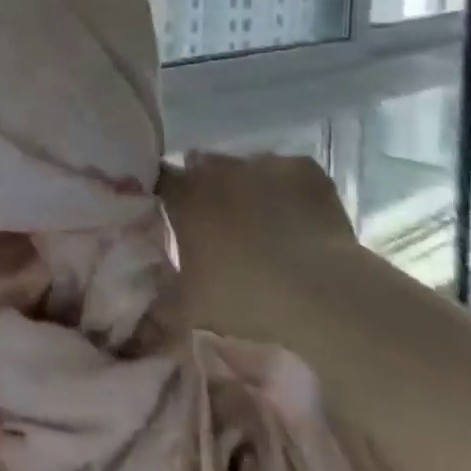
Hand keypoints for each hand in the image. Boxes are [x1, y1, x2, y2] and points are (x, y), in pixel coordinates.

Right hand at [159, 151, 357, 330]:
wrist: (324, 294)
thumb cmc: (248, 297)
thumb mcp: (192, 308)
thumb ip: (162, 296)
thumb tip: (146, 295)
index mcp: (185, 195)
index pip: (162, 180)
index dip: (167, 195)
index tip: (175, 215)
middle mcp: (218, 168)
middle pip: (202, 167)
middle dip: (206, 188)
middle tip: (220, 223)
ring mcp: (262, 163)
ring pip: (245, 168)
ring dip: (246, 186)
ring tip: (264, 222)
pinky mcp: (304, 169)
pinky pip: (286, 173)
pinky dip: (286, 189)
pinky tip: (297, 217)